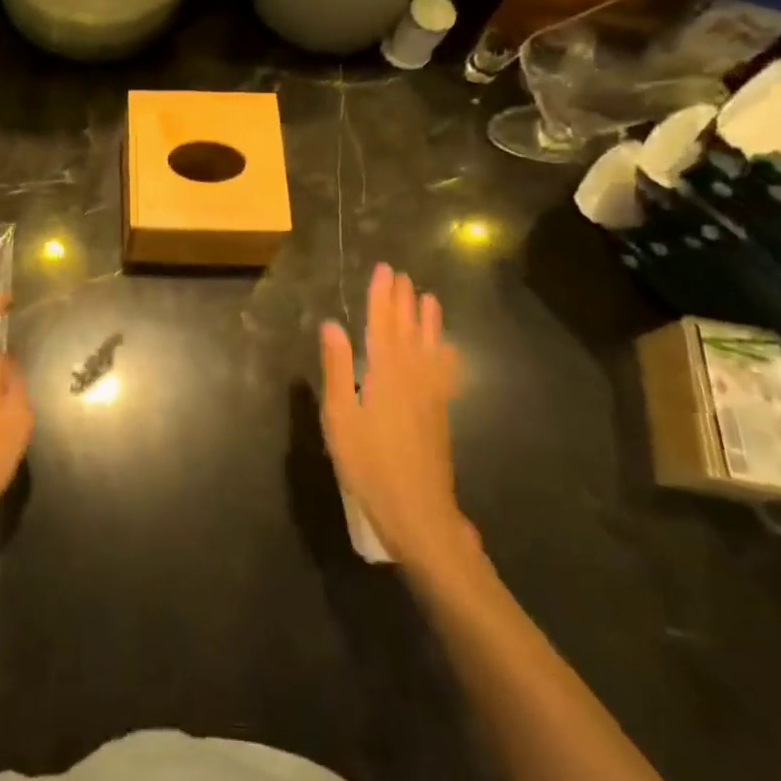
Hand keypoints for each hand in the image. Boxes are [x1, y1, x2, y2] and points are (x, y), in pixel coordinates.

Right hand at [320, 264, 477, 582]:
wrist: (418, 511)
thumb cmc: (368, 463)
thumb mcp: (340, 417)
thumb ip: (337, 368)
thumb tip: (333, 324)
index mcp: (385, 373)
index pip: (383, 324)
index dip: (382, 297)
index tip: (384, 270)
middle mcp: (412, 376)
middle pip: (408, 331)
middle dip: (404, 301)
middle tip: (403, 275)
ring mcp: (431, 396)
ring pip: (429, 348)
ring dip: (427, 321)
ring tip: (428, 298)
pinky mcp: (440, 414)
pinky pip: (444, 372)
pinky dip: (445, 354)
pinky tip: (448, 349)